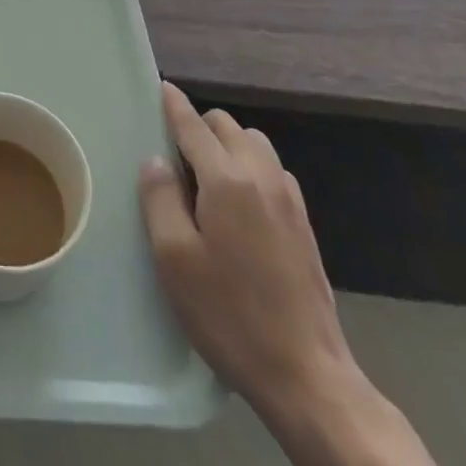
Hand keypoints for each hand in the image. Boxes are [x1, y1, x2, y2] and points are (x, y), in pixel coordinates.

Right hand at [138, 83, 353, 420]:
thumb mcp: (174, 258)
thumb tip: (156, 160)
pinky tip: (239, 204)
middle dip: (200, 126)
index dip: (173, 105)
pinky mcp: (305, 224)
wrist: (308, 377)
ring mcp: (289, 200)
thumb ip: (160, 198)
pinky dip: (251, 167)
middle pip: (227, 126)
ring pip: (254, 144)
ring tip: (207, 179)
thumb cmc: (230, 314)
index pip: (193, 125)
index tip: (161, 88)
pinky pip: (272, 171)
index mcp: (227, 179)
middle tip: (175, 156)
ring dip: (229, 145)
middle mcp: (262, 177)